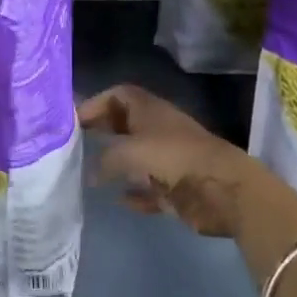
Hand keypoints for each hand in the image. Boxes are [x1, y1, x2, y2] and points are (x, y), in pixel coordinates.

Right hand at [80, 84, 296, 238]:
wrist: (222, 188)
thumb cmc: (174, 157)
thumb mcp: (131, 151)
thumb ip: (106, 159)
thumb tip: (92, 172)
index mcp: (148, 110)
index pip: (118, 95)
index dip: (96, 103)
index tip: (73, 119)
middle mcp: (157, 130)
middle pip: (124, 124)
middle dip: (102, 130)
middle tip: (75, 143)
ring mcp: (167, 159)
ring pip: (136, 158)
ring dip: (117, 165)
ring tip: (89, 173)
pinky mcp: (175, 188)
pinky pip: (149, 189)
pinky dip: (135, 194)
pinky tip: (120, 200)